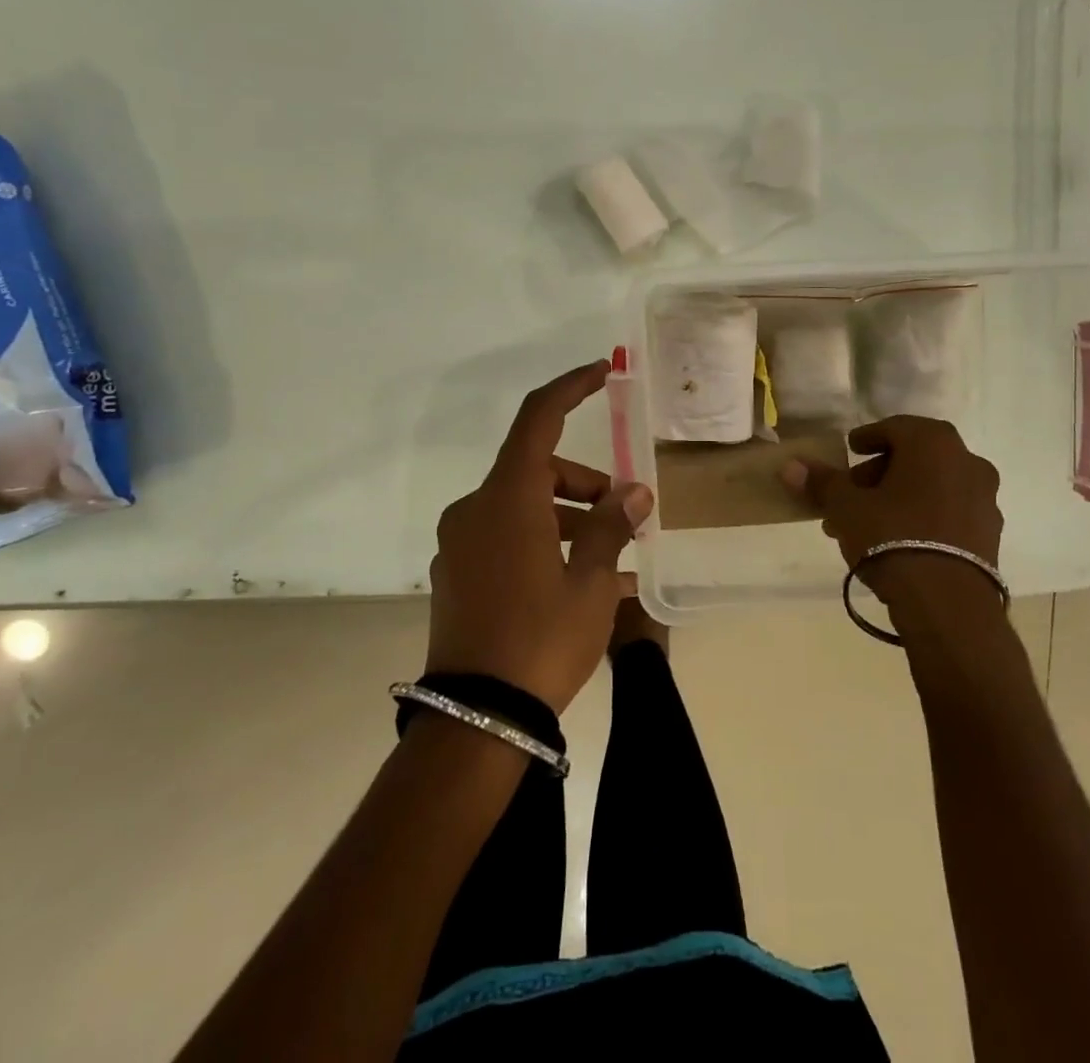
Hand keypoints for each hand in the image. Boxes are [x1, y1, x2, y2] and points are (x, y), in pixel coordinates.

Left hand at [427, 359, 653, 712]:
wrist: (476, 718)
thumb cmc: (541, 638)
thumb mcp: (590, 582)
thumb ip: (610, 527)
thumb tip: (633, 494)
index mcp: (507, 499)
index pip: (538, 419)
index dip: (571, 388)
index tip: (603, 372)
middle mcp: (475, 509)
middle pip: (536, 469)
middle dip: (584, 483)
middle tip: (625, 516)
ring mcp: (460, 543)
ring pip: (522, 506)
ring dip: (567, 518)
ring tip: (612, 560)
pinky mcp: (456, 573)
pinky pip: (506, 538)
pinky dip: (542, 543)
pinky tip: (577, 581)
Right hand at [781, 414, 1002, 576]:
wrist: (947, 603)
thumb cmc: (892, 537)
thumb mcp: (846, 507)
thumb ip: (821, 482)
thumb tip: (790, 465)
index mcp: (933, 443)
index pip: (894, 428)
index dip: (867, 438)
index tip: (849, 451)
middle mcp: (967, 461)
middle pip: (914, 457)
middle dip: (879, 474)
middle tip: (850, 494)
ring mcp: (985, 498)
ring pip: (932, 486)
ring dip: (900, 496)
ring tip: (868, 523)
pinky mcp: (990, 533)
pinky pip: (949, 511)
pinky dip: (924, 515)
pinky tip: (899, 540)